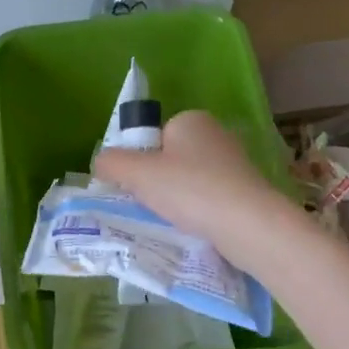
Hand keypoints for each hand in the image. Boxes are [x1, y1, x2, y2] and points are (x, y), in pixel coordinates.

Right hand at [92, 110, 300, 270]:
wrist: (247, 225)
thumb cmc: (190, 190)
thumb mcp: (137, 174)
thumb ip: (111, 163)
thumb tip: (101, 163)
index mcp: (190, 120)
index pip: (153, 137)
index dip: (140, 162)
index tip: (137, 187)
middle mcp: (215, 134)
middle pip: (170, 159)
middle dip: (158, 183)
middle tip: (151, 206)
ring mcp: (235, 162)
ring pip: (190, 181)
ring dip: (178, 200)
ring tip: (173, 221)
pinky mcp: (247, 190)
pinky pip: (210, 198)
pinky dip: (199, 212)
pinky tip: (195, 228)